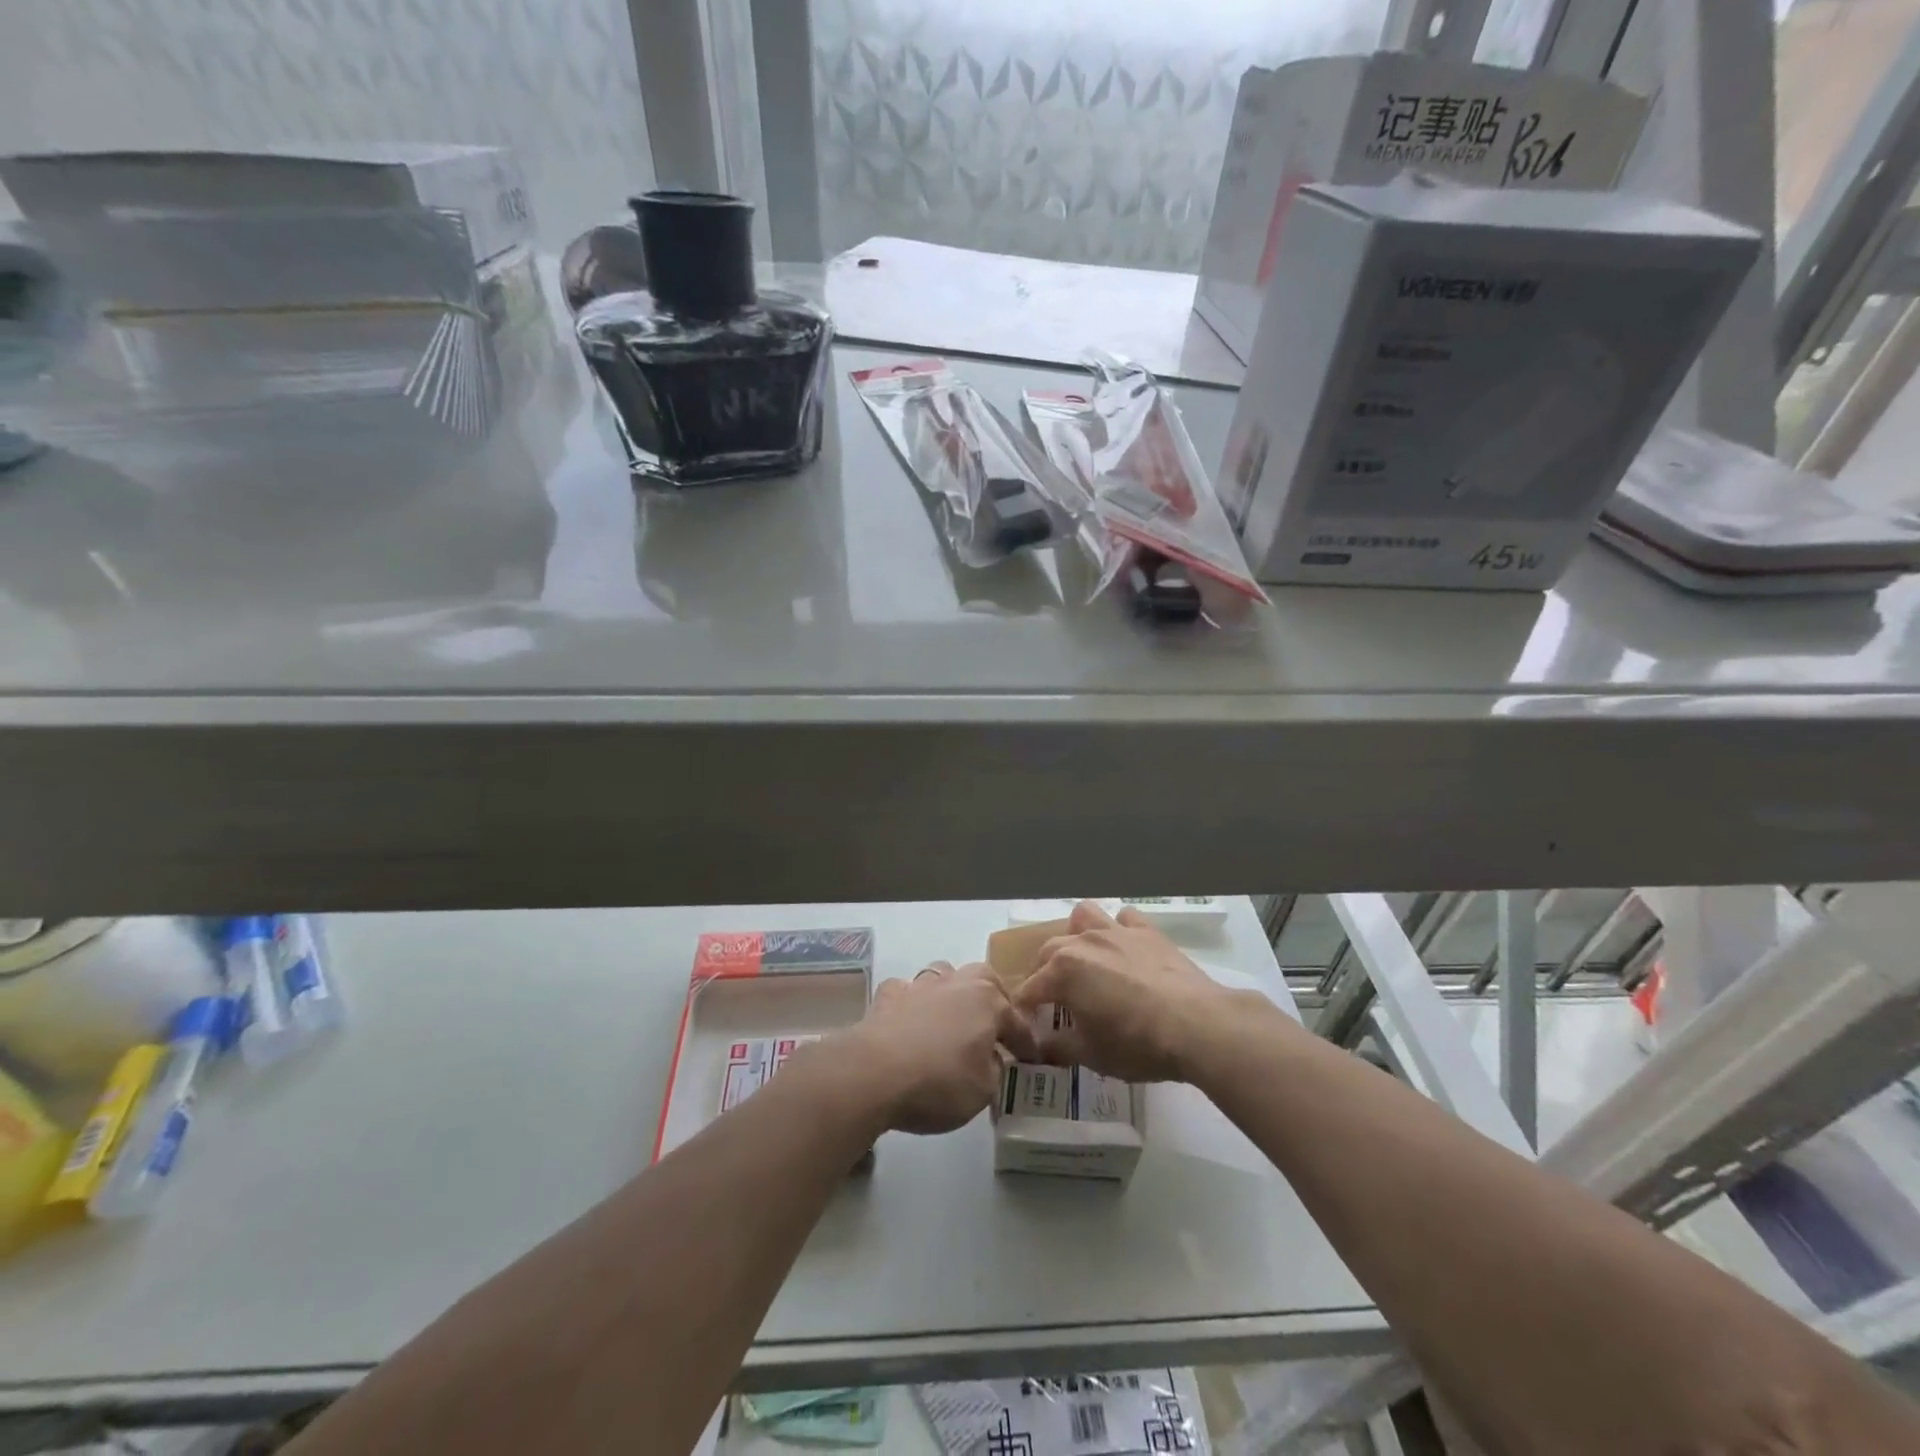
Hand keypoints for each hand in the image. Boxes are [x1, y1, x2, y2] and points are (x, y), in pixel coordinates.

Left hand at [829, 962, 1038, 1135]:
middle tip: (994, 1025)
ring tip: (952, 1017)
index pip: (1016, 1022)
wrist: (873, 1072)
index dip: (1026, 1044)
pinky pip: (907, 991)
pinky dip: (912, 1003)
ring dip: (952, 992)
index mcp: (988, 1001)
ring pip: (944, 975)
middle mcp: (957, 982)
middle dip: (993, 998)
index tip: (1032, 1060)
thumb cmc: (939, 1081)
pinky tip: (910, 1021)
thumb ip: (994, 1070)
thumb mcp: (984, 1090)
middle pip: (983, 979)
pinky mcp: (888, 995)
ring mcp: (920, 984)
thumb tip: (991, 1059)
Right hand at [1016, 901, 1235, 1082]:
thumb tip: (1039, 1046)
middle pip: (1048, 950)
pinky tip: (1125, 950)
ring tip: (1085, 959)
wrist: (1197, 1025)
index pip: (1028, 989)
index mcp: (1062, 971)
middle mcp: (1083, 942)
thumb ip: (1058, 1047)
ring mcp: (1116, 931)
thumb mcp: (1091, 1056)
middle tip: (1053, 1001)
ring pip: (1083, 916)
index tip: (1026, 1028)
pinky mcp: (1147, 931)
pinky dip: (1120, 929)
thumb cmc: (1137, 1043)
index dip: (1023, 1010)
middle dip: (1043, 973)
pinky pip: (1125, 918)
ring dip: (1077, 934)